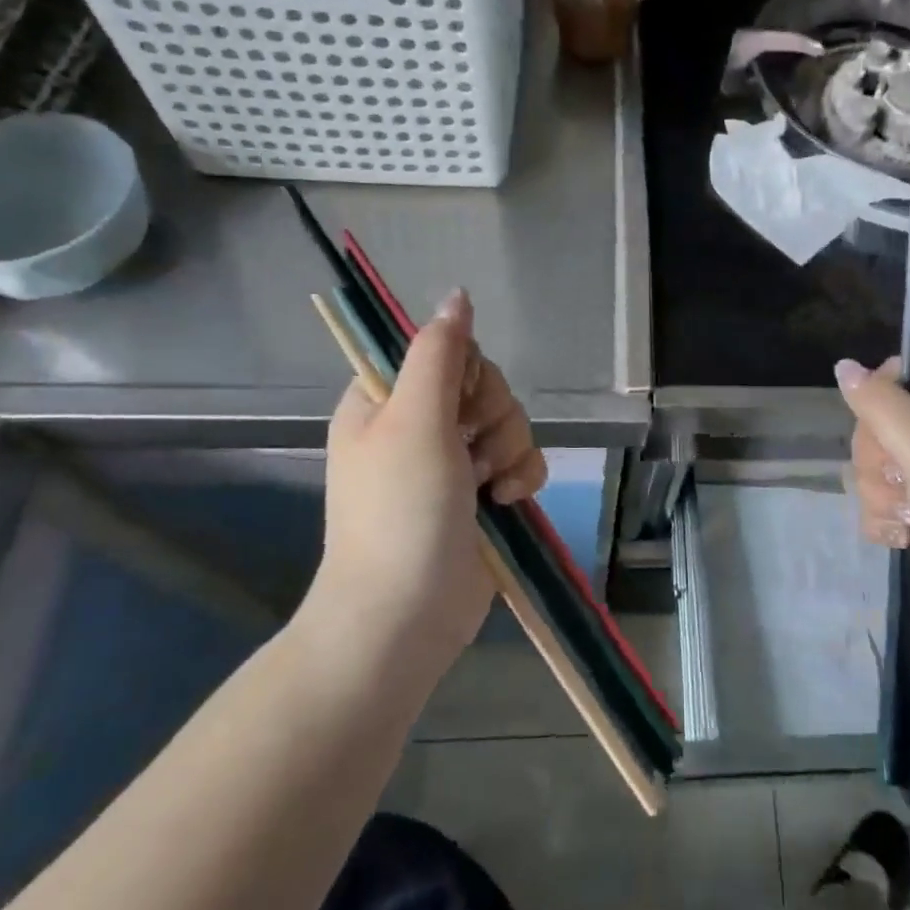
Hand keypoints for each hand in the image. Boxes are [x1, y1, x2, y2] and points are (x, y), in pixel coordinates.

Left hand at [288, 289, 547, 696]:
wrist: (405, 615)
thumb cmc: (400, 511)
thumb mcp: (415, 420)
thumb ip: (439, 353)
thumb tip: (457, 294)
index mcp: (386, 401)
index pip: (443, 351)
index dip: (465, 373)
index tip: (460, 404)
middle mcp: (418, 426)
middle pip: (484, 386)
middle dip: (493, 417)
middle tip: (472, 452)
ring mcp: (451, 464)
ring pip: (508, 423)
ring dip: (511, 450)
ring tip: (491, 487)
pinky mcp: (481, 496)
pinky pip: (520, 462)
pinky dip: (522, 478)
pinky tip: (509, 502)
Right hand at [839, 358, 909, 648]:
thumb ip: (882, 406)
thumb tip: (844, 365)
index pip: (905, 376)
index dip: (882, 400)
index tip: (886, 433)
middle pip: (883, 424)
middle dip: (879, 461)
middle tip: (905, 484)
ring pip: (879, 468)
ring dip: (882, 497)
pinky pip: (888, 503)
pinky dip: (888, 522)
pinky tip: (904, 541)